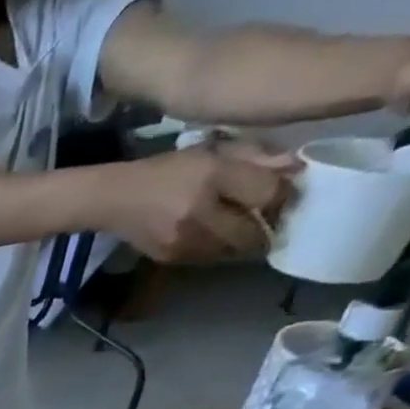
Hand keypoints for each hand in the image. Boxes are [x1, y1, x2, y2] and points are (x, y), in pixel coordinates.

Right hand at [110, 146, 298, 263]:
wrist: (115, 199)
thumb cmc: (167, 169)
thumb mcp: (213, 151)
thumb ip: (255, 156)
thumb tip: (295, 169)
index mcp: (213, 177)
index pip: (268, 194)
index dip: (284, 195)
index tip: (288, 193)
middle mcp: (199, 213)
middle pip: (252, 232)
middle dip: (265, 227)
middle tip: (269, 218)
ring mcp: (183, 240)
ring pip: (232, 250)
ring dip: (242, 242)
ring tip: (242, 229)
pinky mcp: (171, 257)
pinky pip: (209, 257)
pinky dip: (219, 249)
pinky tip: (215, 237)